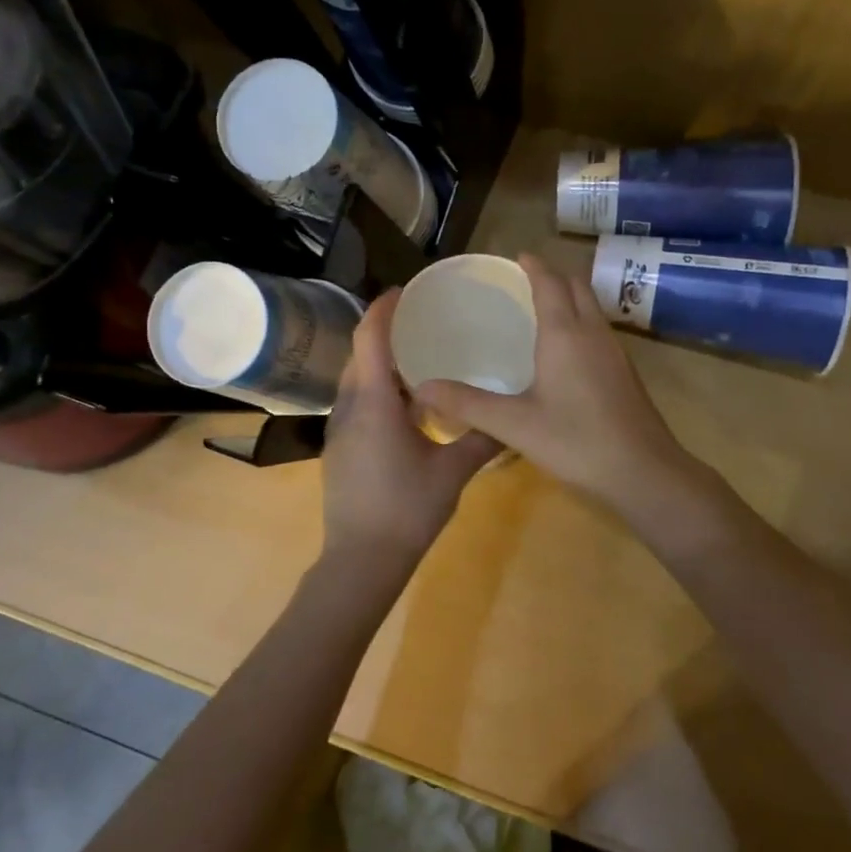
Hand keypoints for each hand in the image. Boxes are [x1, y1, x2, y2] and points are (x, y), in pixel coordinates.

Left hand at [321, 290, 501, 585]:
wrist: (360, 560)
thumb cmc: (406, 509)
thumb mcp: (452, 472)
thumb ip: (481, 440)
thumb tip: (511, 420)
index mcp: (375, 403)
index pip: (371, 339)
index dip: (383, 309)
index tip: (403, 291)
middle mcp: (350, 407)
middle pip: (360, 355)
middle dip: (384, 334)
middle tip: (421, 323)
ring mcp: (339, 430)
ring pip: (356, 382)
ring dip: (381, 366)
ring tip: (419, 362)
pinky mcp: (339, 449)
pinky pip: (356, 404)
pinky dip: (377, 392)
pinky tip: (406, 408)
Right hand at [414, 254, 691, 505]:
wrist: (643, 471)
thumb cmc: (576, 441)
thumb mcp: (514, 424)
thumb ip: (468, 403)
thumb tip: (423, 387)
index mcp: (565, 334)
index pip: (550, 283)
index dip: (534, 266)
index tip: (518, 256)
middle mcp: (593, 333)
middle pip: (577, 287)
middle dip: (554, 276)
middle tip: (527, 280)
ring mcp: (615, 352)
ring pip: (592, 308)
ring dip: (571, 298)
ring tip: (544, 307)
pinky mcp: (625, 372)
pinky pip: (599, 330)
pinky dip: (581, 322)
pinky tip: (567, 350)